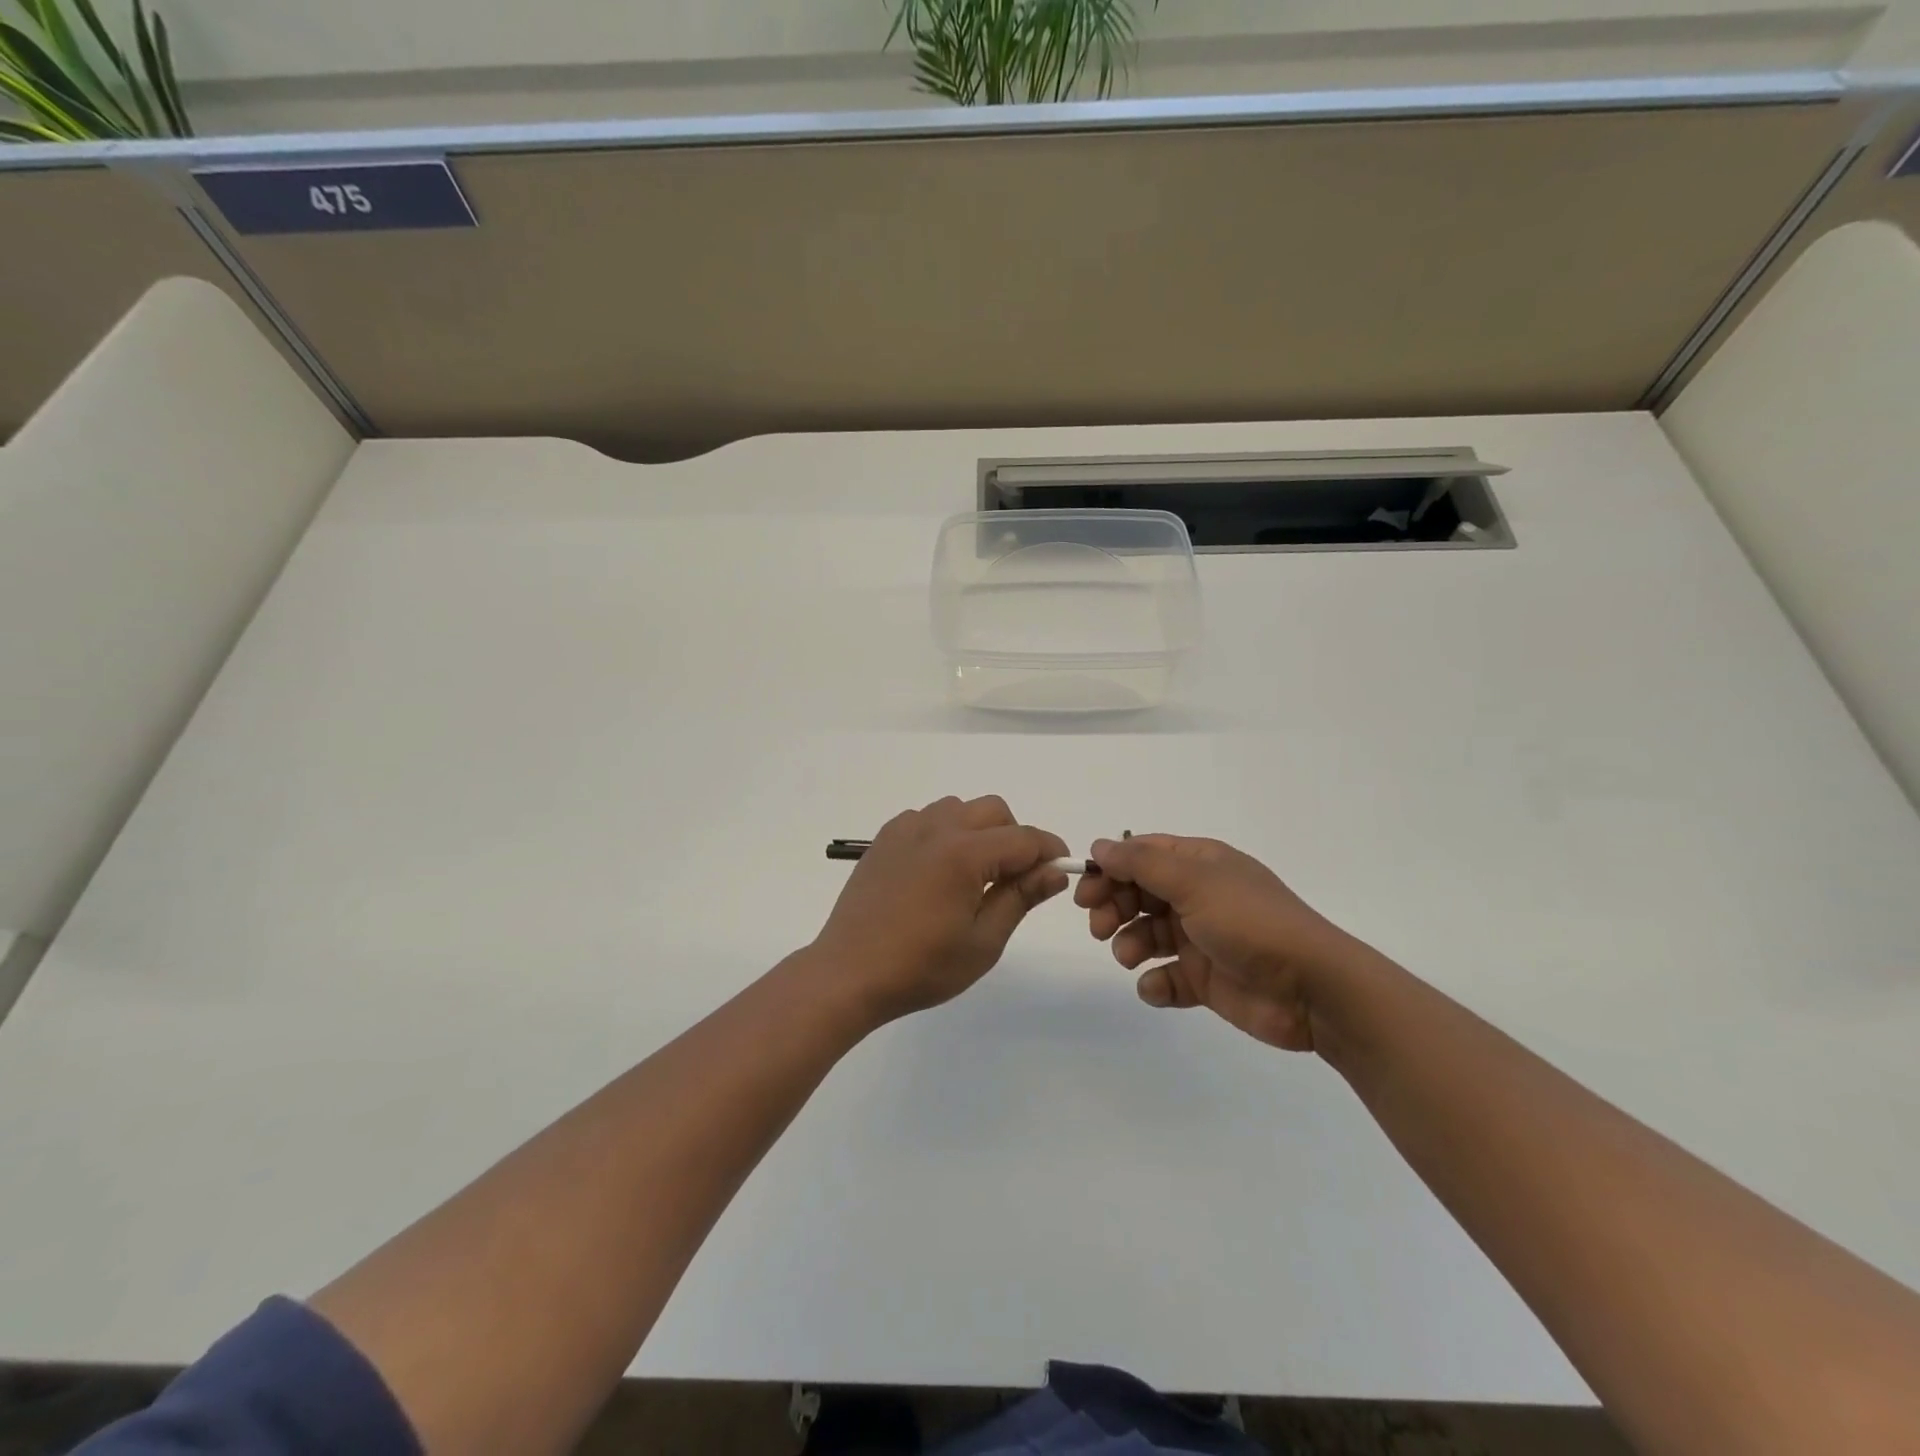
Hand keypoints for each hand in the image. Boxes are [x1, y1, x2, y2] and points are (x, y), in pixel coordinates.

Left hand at [812, 796, 1069, 1023]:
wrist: (849, 973)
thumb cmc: (921, 967)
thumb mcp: (982, 942)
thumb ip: (1020, 898)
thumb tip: (1055, 871)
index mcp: (964, 853)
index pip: (1024, 838)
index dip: (1049, 851)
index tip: (1060, 870)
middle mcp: (936, 828)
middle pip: (994, 810)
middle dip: (1015, 836)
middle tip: (1014, 878)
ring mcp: (906, 829)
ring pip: (959, 808)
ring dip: (979, 830)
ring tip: (974, 874)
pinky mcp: (884, 838)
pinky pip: (927, 818)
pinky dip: (944, 832)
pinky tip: (937, 870)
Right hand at [1076, 835, 1371, 1051]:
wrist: (1312, 988)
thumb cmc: (1250, 922)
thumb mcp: (1194, 881)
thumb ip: (1142, 863)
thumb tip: (1100, 845)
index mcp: (1199, 864)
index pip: (1142, 855)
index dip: (1110, 869)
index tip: (1084, 890)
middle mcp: (1198, 896)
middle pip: (1138, 894)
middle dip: (1113, 907)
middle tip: (1099, 927)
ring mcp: (1201, 939)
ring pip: (1147, 934)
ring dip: (1129, 943)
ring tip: (1129, 956)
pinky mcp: (1205, 980)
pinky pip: (1166, 977)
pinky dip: (1155, 982)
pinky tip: (1158, 987)